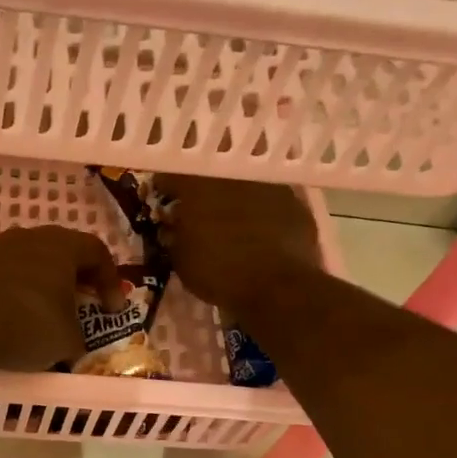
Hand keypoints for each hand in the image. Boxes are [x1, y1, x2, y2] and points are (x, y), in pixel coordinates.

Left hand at [0, 226, 122, 372]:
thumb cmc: (26, 326)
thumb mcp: (67, 340)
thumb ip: (78, 335)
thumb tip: (73, 340)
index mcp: (62, 246)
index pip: (98, 253)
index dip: (111, 281)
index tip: (113, 309)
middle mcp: (30, 237)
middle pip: (63, 251)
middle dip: (77, 278)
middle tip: (83, 303)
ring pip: (31, 260)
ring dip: (44, 283)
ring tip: (47, 311)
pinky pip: (5, 274)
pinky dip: (16, 291)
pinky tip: (12, 316)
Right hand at [155, 174, 322, 318]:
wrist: (278, 287)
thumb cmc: (219, 272)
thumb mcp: (181, 259)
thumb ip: (174, 235)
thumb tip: (173, 227)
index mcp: (197, 184)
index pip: (171, 174)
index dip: (164, 187)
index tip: (163, 200)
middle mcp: (232, 174)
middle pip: (211, 169)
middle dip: (202, 184)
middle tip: (198, 205)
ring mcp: (266, 183)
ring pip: (244, 179)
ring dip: (234, 192)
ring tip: (231, 214)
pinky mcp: (293, 200)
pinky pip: (270, 198)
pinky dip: (262, 208)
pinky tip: (260, 228)